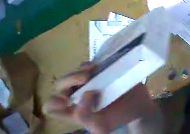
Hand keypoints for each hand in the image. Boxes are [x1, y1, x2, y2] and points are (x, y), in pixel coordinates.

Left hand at [44, 63, 158, 133]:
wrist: (138, 105)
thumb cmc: (119, 118)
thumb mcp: (101, 126)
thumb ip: (85, 116)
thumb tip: (87, 93)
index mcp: (73, 111)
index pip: (52, 107)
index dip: (54, 103)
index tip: (67, 102)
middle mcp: (77, 96)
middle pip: (60, 85)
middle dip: (69, 79)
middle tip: (85, 78)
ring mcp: (90, 83)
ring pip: (74, 72)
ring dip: (79, 70)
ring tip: (93, 69)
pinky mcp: (102, 74)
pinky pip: (91, 66)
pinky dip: (92, 64)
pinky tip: (100, 65)